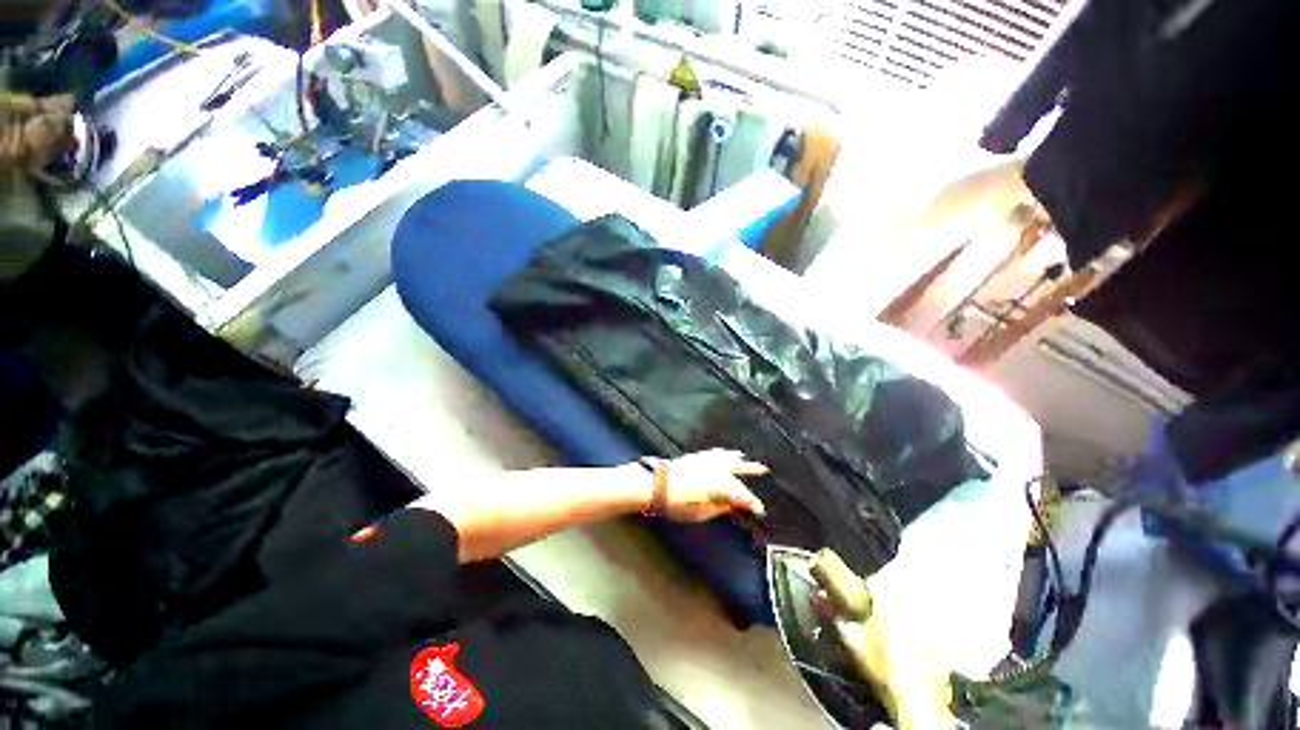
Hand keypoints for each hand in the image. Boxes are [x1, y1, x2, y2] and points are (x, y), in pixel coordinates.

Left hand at [658, 449, 767, 522]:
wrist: (658, 484)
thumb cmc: (679, 503)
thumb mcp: (702, 512)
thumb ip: (720, 507)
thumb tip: (733, 503)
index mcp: (722, 485)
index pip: (742, 495)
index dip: (752, 503)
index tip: (760, 510)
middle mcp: (717, 469)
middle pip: (738, 468)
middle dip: (751, 469)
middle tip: (764, 468)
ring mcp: (706, 461)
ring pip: (726, 457)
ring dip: (736, 458)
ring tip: (744, 457)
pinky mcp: (695, 457)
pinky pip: (713, 453)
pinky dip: (720, 453)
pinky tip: (722, 451)